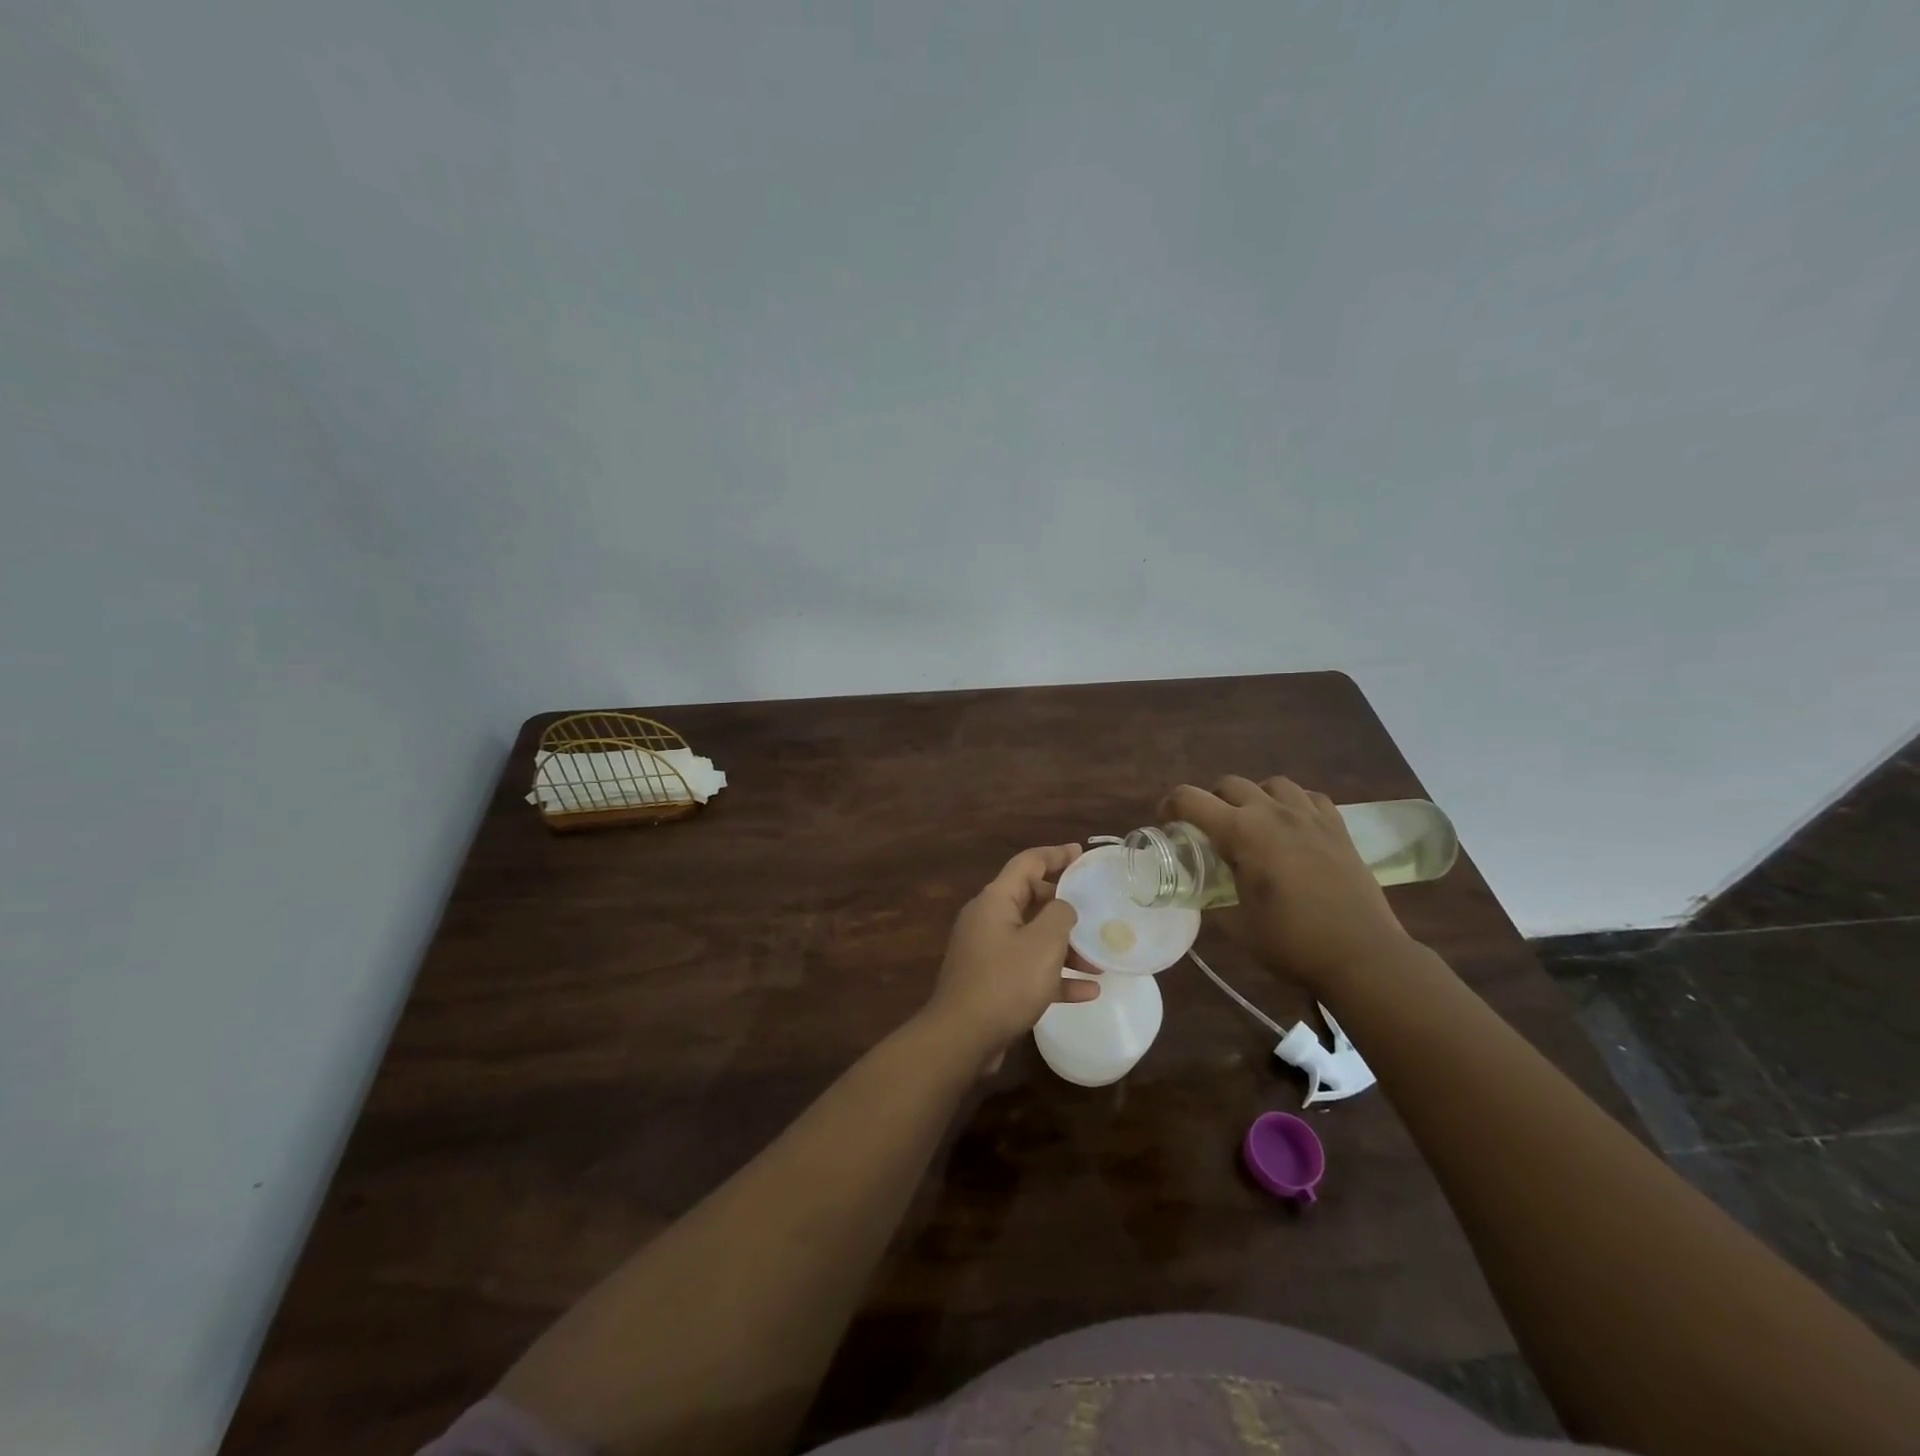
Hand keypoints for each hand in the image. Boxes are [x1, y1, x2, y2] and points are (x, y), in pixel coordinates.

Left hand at [922, 843, 1097, 1071]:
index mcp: (995, 899)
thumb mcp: (1043, 943)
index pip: (1028, 863)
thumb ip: (1060, 915)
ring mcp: (987, 951)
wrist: (963, 1036)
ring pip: (1032, 938)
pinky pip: (1028, 969)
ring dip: (1065, 947)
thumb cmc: (1006, 982)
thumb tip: (1062, 908)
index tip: (1081, 853)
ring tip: (1098, 961)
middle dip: (1065, 907)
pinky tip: (1087, 991)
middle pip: (1031, 899)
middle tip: (1094, 911)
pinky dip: (1055, 976)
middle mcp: (988, 919)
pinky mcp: (991, 981)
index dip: (1056, 855)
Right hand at [1162, 776, 1412, 992]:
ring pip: (1272, 784)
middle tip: (1209, 830)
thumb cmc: (1293, 943)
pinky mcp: (1338, 828)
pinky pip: (1309, 797)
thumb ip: (1214, 898)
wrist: (1363, 956)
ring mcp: (1310, 817)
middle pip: (1229, 784)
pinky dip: (1293, 804)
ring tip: (1254, 824)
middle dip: (1211, 801)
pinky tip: (1293, 827)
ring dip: (1254, 797)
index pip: (1191, 799)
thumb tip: (1201, 890)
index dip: (1170, 805)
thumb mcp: (1238, 925)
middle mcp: (1273, 812)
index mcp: (1242, 832)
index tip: (1166, 821)